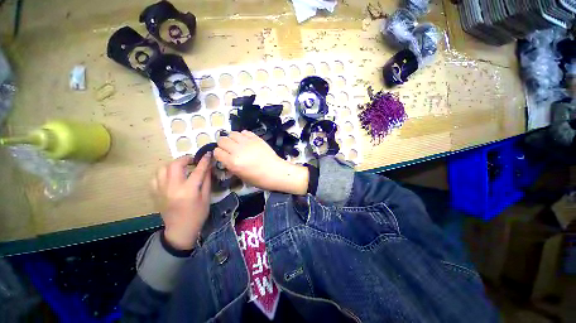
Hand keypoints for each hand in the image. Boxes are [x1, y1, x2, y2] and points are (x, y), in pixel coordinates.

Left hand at [151, 154, 211, 249]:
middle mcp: (172, 188)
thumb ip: (206, 180)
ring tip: (181, 167)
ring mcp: (161, 190)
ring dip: (173, 165)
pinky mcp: (155, 193)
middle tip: (193, 160)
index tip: (207, 154)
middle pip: (175, 165)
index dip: (203, 161)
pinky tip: (171, 176)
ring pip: (163, 169)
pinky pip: (156, 177)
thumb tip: (208, 167)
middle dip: (185, 158)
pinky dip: (164, 173)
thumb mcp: (206, 197)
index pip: (197, 170)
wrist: (180, 230)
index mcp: (188, 191)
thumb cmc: (198, 214)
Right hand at [214, 131, 308, 194]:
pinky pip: (244, 132)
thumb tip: (226, 158)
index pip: (217, 152)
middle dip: (223, 145)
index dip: (219, 154)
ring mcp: (247, 142)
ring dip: (232, 138)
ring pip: (232, 133)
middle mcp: (238, 150)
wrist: (275, 171)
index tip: (223, 156)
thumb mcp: (241, 176)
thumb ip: (231, 166)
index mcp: (233, 162)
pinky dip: (243, 135)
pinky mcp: (256, 138)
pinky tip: (246, 141)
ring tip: (237, 144)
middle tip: (229, 149)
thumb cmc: (259, 178)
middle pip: (222, 140)